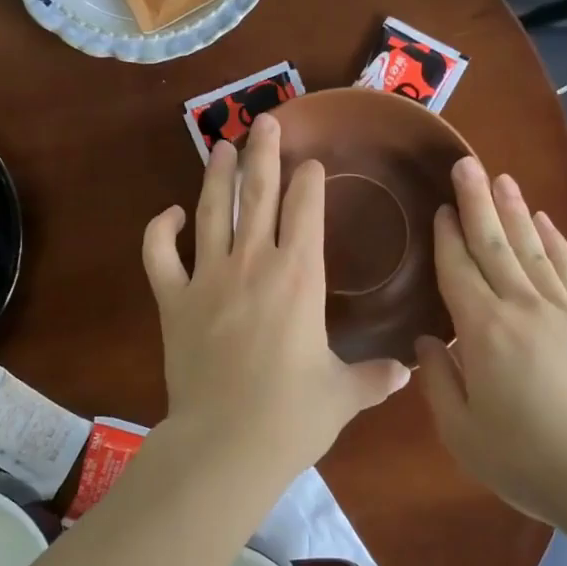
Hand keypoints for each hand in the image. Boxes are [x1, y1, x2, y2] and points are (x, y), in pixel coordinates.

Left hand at [142, 115, 410, 477]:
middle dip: (265, 154)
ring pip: (211, 212)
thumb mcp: (342, 395)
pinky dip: (160, 231)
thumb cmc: (292, 417)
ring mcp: (207, 279)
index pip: (306, 211)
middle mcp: (253, 264)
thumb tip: (407, 373)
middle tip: (266, 121)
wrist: (226, 444)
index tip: (311, 164)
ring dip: (217, 175)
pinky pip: (159, 256)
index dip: (309, 182)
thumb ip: (373, 378)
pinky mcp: (173, 301)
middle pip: (258, 195)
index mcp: (300, 278)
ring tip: (223, 145)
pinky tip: (169, 214)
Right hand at [415, 157, 566, 524]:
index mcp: (483, 331)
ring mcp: (564, 310)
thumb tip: (424, 342)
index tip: (438, 207)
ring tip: (501, 178)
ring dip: (514, 210)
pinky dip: (555, 241)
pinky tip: (544, 221)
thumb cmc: (526, 460)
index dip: (446, 236)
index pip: (458, 270)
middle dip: (476, 202)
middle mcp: (522, 307)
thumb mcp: (462, 432)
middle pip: (494, 244)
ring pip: (533, 248)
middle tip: (466, 164)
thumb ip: (437, 381)